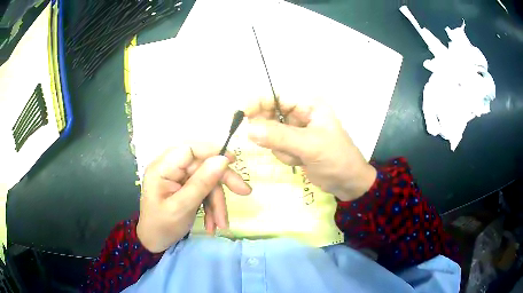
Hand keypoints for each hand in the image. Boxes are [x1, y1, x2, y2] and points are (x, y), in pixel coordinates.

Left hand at [136, 144, 251, 252]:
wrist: (155, 242)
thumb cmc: (162, 226)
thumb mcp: (182, 207)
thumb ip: (201, 183)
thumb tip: (223, 160)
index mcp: (162, 168)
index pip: (190, 149)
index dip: (213, 151)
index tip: (234, 160)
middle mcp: (170, 168)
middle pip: (202, 165)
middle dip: (222, 182)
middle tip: (244, 192)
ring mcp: (178, 178)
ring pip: (207, 180)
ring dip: (217, 203)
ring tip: (221, 224)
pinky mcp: (185, 187)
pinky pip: (204, 191)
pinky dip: (211, 207)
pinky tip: (213, 224)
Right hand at [244, 96, 375, 201]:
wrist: (348, 183)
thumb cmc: (337, 160)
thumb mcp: (310, 146)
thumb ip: (280, 137)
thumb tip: (249, 129)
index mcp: (309, 105)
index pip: (276, 96)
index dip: (258, 102)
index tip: (242, 115)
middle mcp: (301, 113)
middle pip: (269, 114)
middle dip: (272, 134)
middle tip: (279, 145)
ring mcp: (296, 130)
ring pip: (270, 134)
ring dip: (281, 149)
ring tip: (300, 157)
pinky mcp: (293, 145)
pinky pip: (276, 146)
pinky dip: (285, 156)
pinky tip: (300, 162)